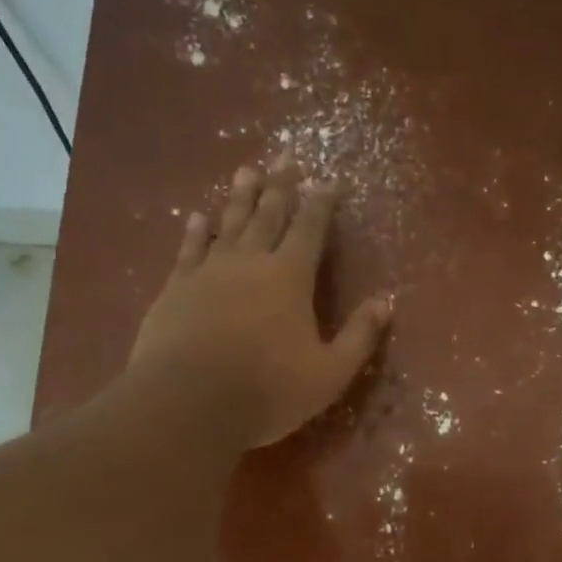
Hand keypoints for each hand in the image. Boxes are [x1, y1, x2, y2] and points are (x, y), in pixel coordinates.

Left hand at [128, 162, 390, 447]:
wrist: (187, 404)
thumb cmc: (268, 390)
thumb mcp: (329, 373)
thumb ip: (359, 336)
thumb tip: (385, 302)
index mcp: (290, 278)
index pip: (310, 229)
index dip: (321, 203)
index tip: (327, 179)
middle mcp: (250, 262)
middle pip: (268, 215)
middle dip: (280, 186)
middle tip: (286, 157)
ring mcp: (208, 272)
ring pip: (228, 224)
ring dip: (240, 197)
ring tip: (247, 170)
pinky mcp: (175, 289)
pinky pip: (189, 249)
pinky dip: (196, 230)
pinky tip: (198, 216)